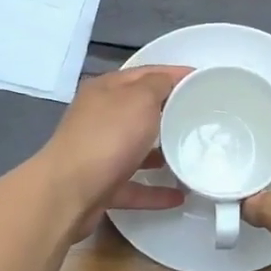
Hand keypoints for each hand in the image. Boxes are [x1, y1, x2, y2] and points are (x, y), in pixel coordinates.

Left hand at [40, 65, 189, 239]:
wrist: (68, 193)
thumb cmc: (108, 137)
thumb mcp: (140, 99)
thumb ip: (158, 85)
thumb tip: (168, 81)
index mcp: (105, 90)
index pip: (144, 74)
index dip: (173, 74)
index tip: (202, 80)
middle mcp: (98, 118)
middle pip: (138, 110)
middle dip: (169, 112)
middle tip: (202, 117)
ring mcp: (97, 153)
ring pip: (135, 148)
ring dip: (161, 152)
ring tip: (191, 155)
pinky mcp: (100, 185)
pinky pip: (133, 185)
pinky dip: (155, 190)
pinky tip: (179, 196)